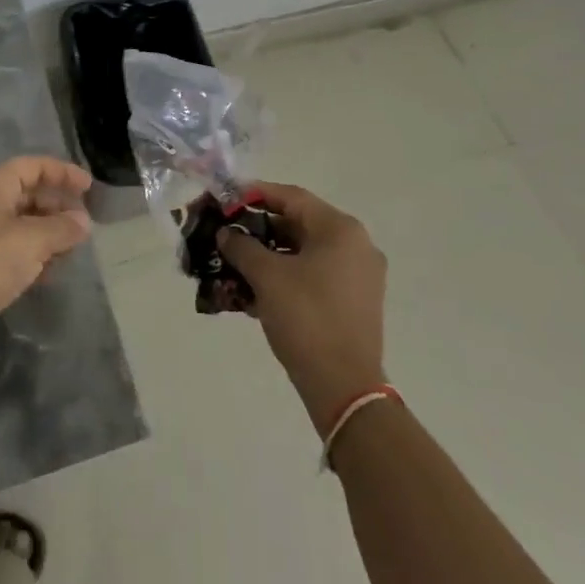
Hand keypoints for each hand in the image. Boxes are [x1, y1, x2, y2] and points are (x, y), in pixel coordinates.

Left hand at [0, 156, 92, 362]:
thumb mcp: (32, 240)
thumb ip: (62, 227)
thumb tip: (83, 222)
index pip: (33, 166)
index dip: (62, 172)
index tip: (89, 188)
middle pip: (29, 192)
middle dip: (58, 205)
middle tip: (84, 223)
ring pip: (23, 221)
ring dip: (49, 231)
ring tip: (73, 248)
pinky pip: (15, 246)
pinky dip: (35, 252)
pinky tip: (52, 270)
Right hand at [217, 183, 387, 426]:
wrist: (344, 389)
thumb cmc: (306, 318)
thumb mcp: (267, 276)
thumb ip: (242, 246)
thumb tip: (226, 233)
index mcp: (340, 229)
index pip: (291, 197)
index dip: (255, 194)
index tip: (226, 199)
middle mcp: (356, 245)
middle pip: (299, 224)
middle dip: (259, 228)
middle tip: (227, 233)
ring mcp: (359, 276)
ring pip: (305, 252)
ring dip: (269, 255)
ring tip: (235, 262)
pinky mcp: (354, 303)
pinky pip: (314, 275)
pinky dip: (286, 276)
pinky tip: (255, 289)